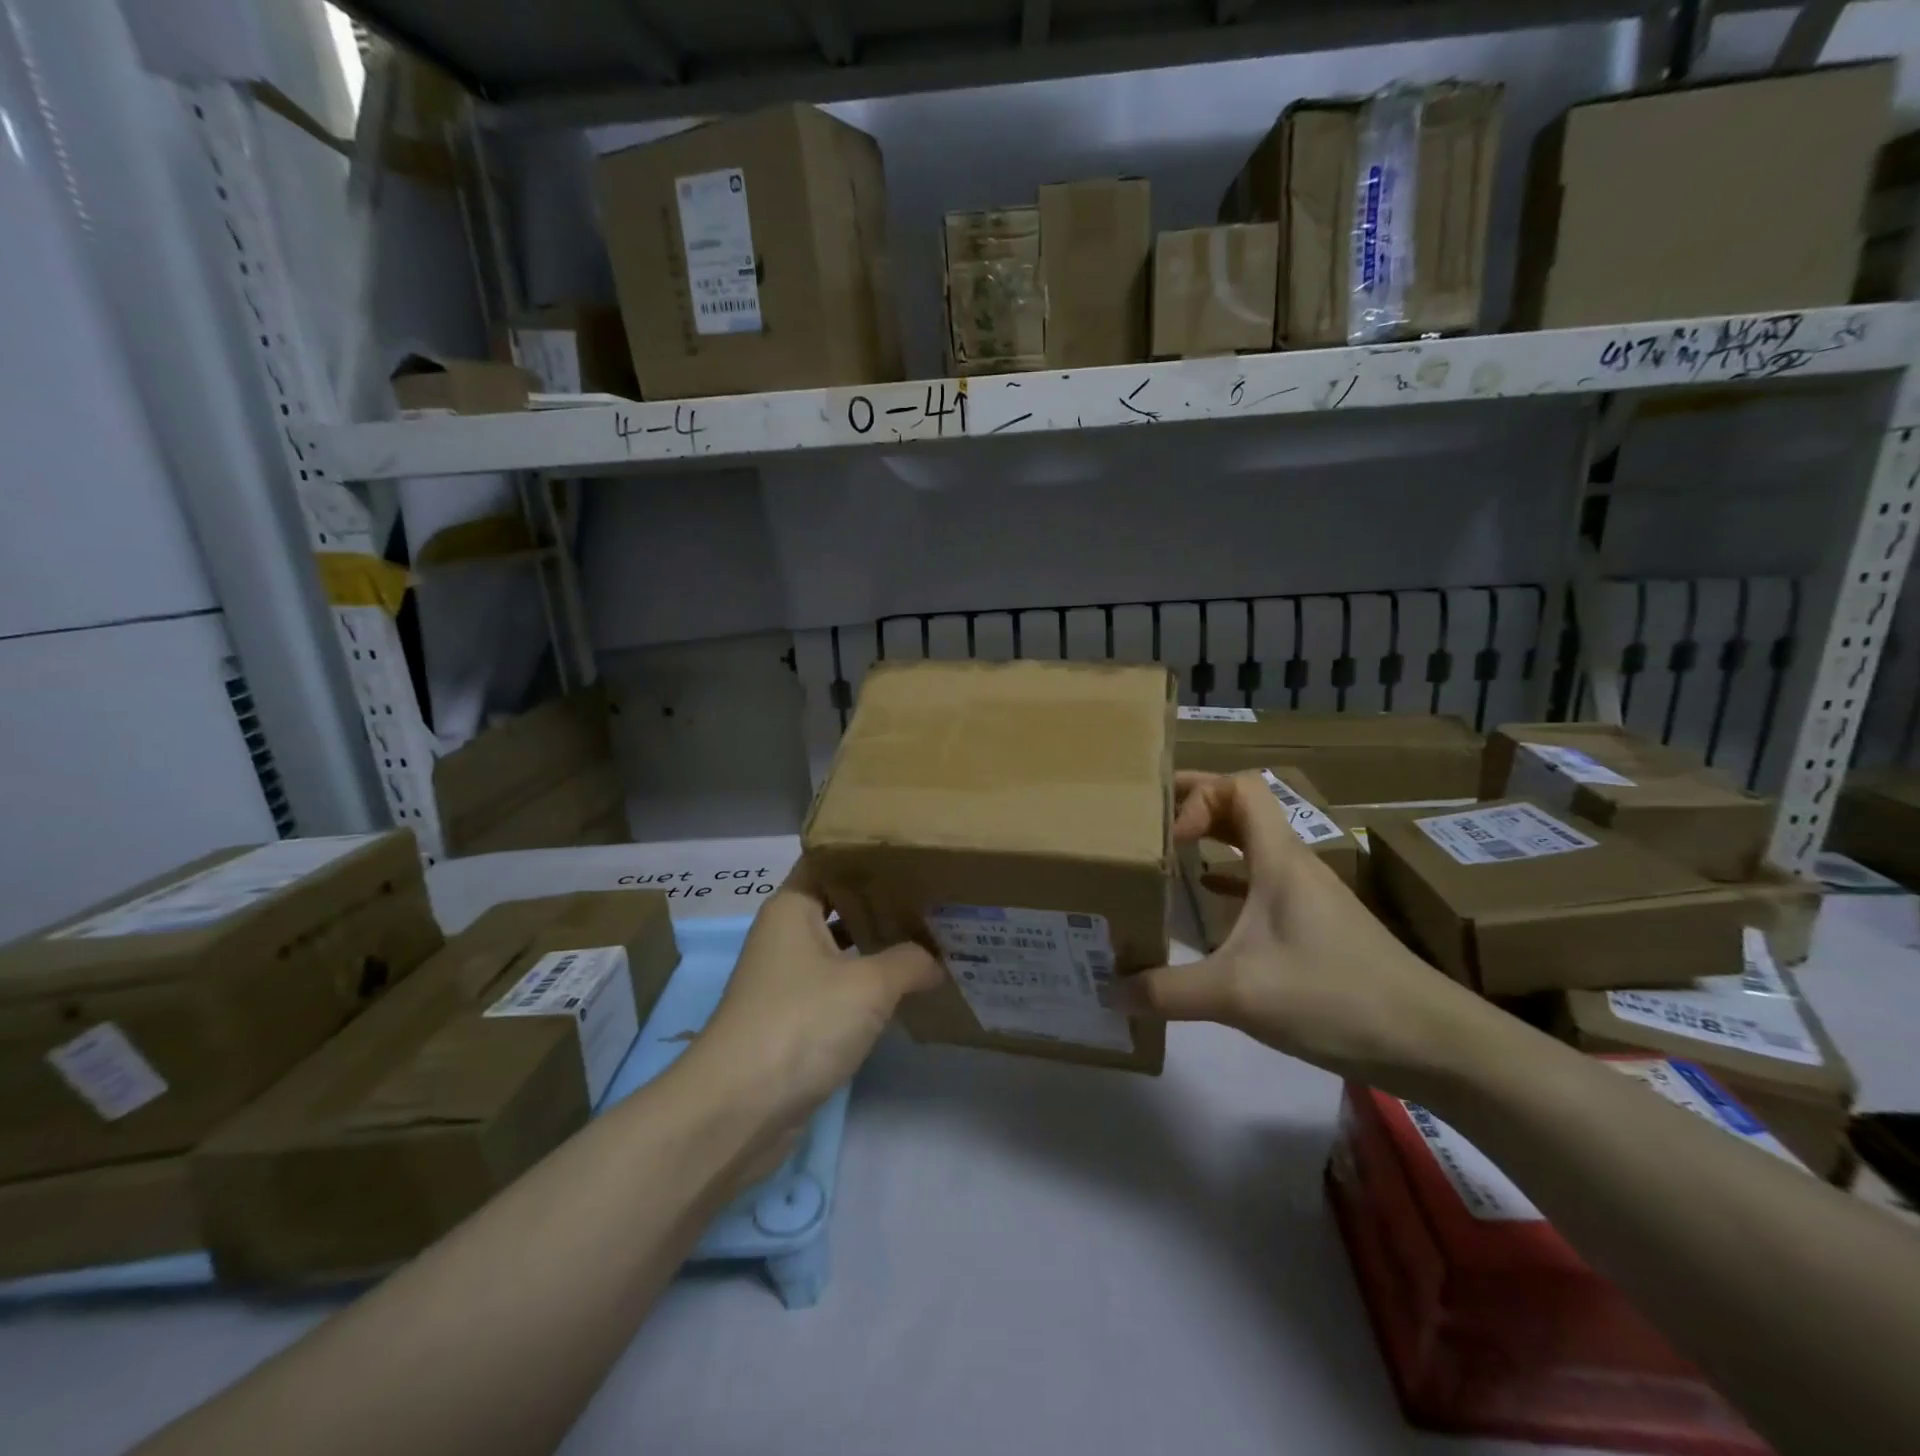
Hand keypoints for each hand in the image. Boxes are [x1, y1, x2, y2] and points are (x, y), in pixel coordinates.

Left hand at [693, 863, 941, 1122]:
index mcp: (793, 908)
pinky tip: (905, 989)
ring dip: (878, 945)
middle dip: (882, 901)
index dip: (867, 855)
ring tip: (930, 936)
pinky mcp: (794, 1020)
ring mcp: (788, 980)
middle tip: (933, 895)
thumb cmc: (801, 1022)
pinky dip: (867, 985)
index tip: (912, 853)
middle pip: (838, 904)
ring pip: (840, 948)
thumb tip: (938, 959)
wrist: (739, 1109)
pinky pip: (838, 987)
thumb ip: (910, 961)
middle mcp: (786, 935)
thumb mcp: (869, 985)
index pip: (830, 861)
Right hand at [1131, 772, 1487, 1091]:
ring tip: (1168, 854)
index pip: (1240, 787)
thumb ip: (1168, 991)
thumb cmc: (1334, 997)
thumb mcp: (1238, 994)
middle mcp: (1294, 865)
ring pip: (1253, 846)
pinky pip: (1263, 883)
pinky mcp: (1316, 927)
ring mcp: (1308, 896)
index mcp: (1279, 858)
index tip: (1167, 833)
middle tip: (1148, 820)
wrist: (1432, 1043)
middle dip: (1195, 806)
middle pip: (1243, 809)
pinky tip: (1208, 903)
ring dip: (1213, 841)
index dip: (1198, 793)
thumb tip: (1109, 990)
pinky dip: (1230, 880)